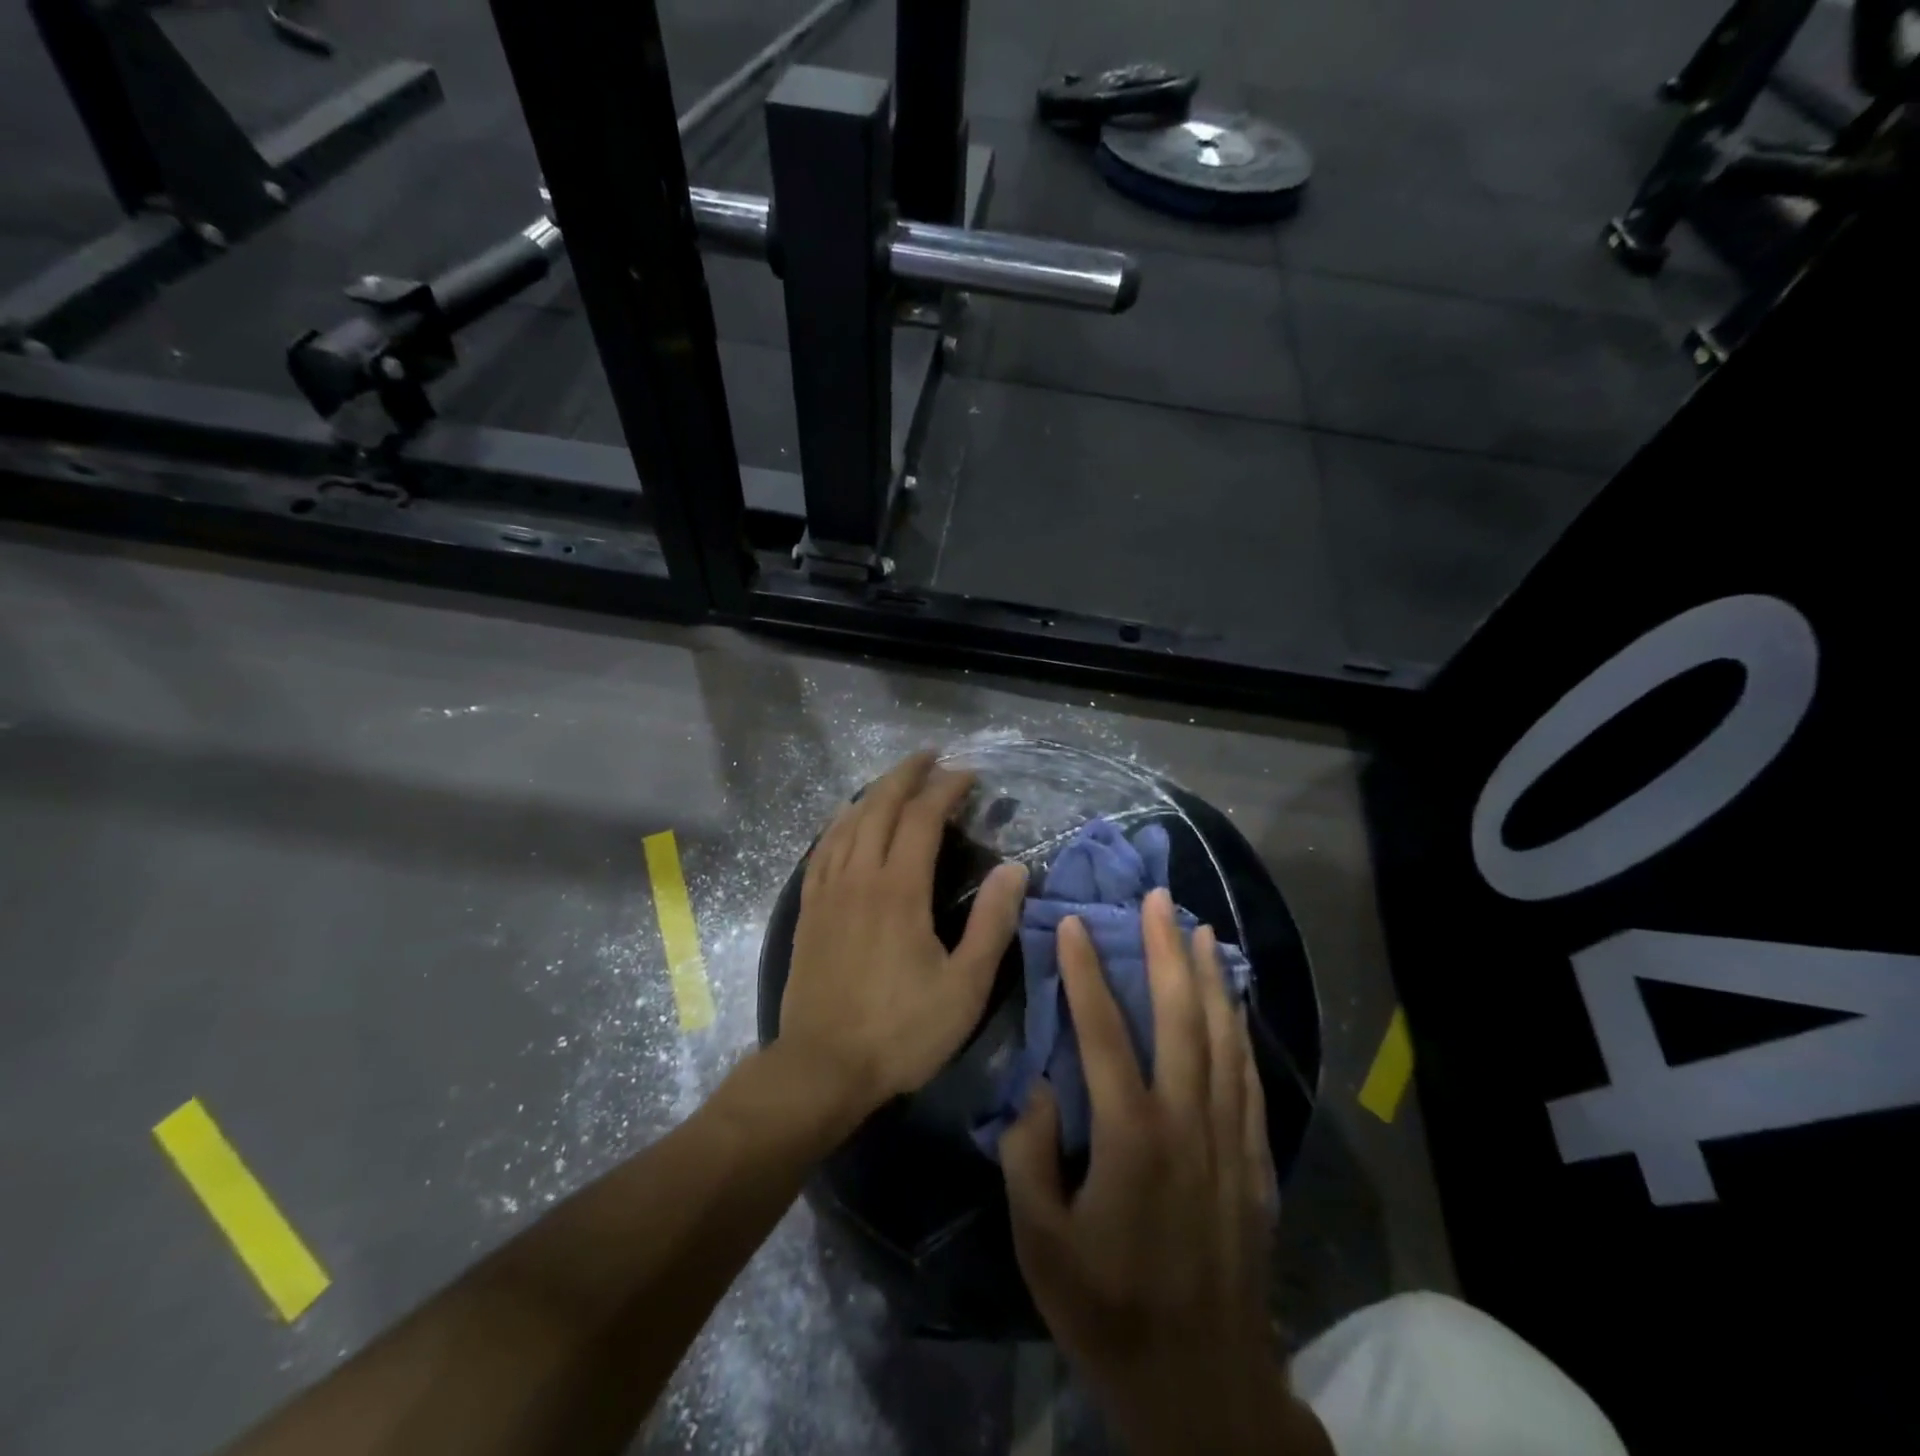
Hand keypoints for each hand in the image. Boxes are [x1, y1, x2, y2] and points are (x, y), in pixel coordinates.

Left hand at [777, 751, 1028, 1128]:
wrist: (822, 1067)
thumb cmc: (901, 1031)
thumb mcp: (964, 987)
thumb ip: (992, 924)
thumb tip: (1014, 870)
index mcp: (899, 890)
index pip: (922, 818)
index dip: (946, 788)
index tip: (968, 774)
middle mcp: (859, 876)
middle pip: (880, 806)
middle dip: (907, 775)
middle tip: (930, 756)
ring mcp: (828, 890)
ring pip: (847, 821)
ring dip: (873, 792)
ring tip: (894, 778)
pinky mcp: (808, 909)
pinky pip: (822, 848)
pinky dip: (839, 822)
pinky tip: (846, 820)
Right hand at [1000, 891, 1327, 1455]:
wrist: (1201, 1382)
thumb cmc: (1107, 1308)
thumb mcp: (1040, 1240)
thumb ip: (1029, 1154)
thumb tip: (1040, 1086)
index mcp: (1131, 1136)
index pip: (1104, 1032)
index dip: (1086, 973)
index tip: (1075, 924)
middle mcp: (1186, 1121)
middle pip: (1180, 1016)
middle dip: (1165, 950)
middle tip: (1157, 898)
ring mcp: (1228, 1136)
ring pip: (1222, 1035)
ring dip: (1208, 975)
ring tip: (1196, 928)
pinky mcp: (1253, 1158)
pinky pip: (1247, 1075)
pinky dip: (1239, 1026)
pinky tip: (1233, 1000)